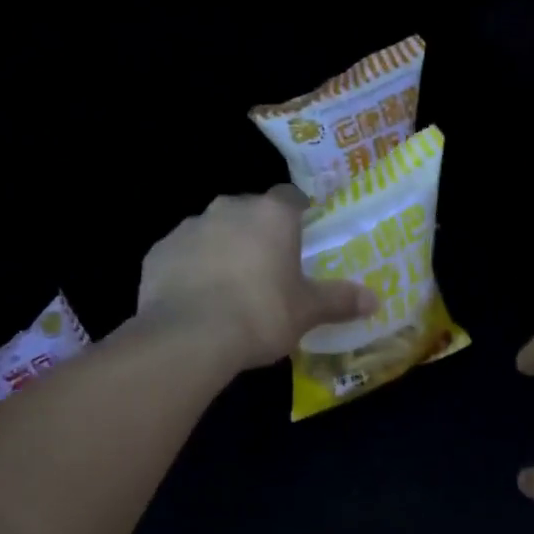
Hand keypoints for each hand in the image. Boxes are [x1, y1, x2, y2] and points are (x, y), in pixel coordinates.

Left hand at [138, 187, 378, 370]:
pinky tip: (197, 299)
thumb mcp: (307, 311)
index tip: (301, 236)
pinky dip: (191, 269)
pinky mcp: (158, 252)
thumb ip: (339, 300)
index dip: (297, 214)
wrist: (189, 336)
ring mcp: (188, 228)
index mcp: (270, 215)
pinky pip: (182, 255)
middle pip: (248, 213)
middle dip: (257, 234)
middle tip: (267, 268)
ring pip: (212, 232)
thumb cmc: (260, 314)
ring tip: (229, 288)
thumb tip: (375, 300)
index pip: (289, 197)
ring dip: (222, 250)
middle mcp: (228, 209)